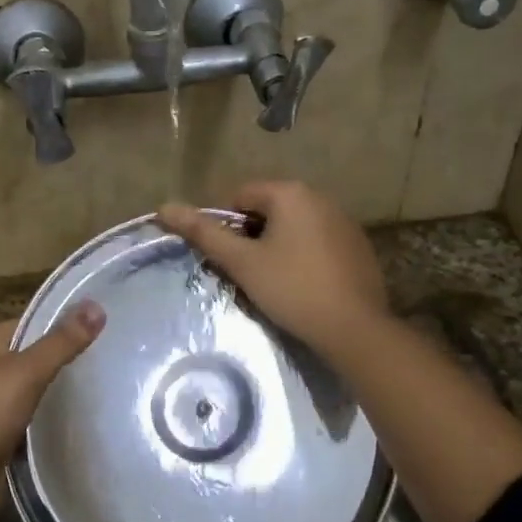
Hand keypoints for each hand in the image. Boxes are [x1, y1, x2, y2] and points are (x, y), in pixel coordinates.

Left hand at [0, 301, 104, 520]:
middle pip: (37, 350)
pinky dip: (54, 411)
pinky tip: (83, 413)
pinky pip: (35, 410)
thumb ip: (62, 342)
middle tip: (112, 355)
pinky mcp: (3, 427)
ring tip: (106, 381)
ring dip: (63, 385)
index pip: (35, 320)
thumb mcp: (27, 372)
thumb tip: (97, 306)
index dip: (66, 320)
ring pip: (37, 382)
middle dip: (69, 353)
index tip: (106, 325)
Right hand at [158, 182, 389, 355]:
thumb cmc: (291, 289)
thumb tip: (164, 206)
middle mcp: (320, 197)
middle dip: (252, 238)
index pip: (241, 196)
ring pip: (293, 228)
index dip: (226, 226)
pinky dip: (303, 257)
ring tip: (273, 284)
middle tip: (246, 274)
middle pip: (268, 210)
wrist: (354, 328)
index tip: (228, 259)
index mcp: (291, 193)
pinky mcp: (358, 247)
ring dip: (276, 248)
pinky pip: (318, 243)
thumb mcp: (242, 262)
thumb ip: (203, 233)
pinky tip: (303, 287)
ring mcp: (344, 222)